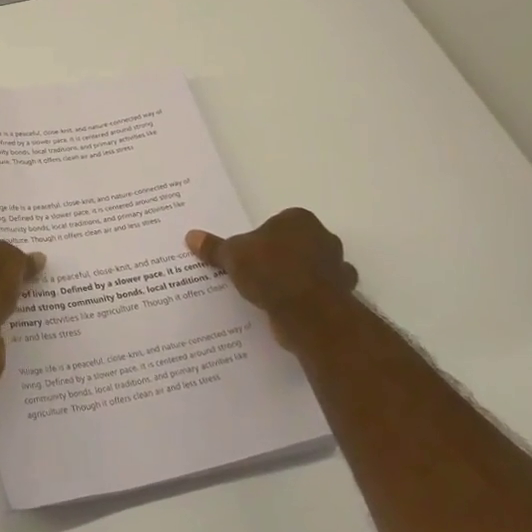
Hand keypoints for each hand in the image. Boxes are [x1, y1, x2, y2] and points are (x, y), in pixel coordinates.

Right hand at [186, 208, 358, 353]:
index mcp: (299, 219)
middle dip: (282, 257)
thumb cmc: (271, 270)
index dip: (262, 239)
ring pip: (311, 270)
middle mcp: (324, 238)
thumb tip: (191, 236)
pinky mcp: (340, 296)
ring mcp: (336, 268)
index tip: (248, 255)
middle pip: (297, 245)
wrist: (308, 311)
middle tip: (256, 274)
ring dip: (297, 280)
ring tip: (270, 295)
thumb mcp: (232, 255)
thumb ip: (214, 247)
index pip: (278, 223)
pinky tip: (287, 311)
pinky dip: (306, 301)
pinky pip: (318, 295)